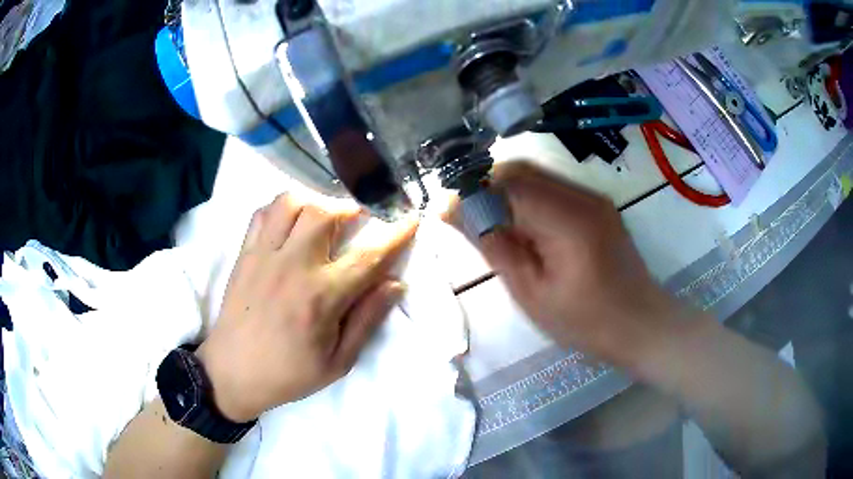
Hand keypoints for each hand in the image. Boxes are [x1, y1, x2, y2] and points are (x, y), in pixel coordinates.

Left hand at [197, 194, 417, 421]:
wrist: (232, 373)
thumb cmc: (288, 374)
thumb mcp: (337, 362)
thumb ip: (367, 320)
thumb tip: (396, 284)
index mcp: (321, 297)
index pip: (368, 256)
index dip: (395, 234)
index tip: (411, 218)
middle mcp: (292, 266)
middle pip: (324, 212)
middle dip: (351, 208)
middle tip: (359, 220)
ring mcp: (264, 255)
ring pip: (291, 202)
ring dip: (315, 202)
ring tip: (324, 217)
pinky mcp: (244, 254)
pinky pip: (262, 213)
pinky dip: (280, 208)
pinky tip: (290, 223)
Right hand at [447, 163, 678, 367]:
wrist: (641, 323)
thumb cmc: (585, 321)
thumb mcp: (531, 293)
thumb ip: (494, 246)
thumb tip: (454, 212)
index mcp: (567, 220)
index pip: (506, 184)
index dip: (472, 192)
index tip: (448, 213)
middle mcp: (582, 196)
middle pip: (521, 170)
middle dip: (486, 187)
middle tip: (469, 221)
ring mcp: (593, 197)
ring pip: (536, 175)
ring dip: (506, 193)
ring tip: (494, 228)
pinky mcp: (597, 204)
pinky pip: (553, 188)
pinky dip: (528, 199)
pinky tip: (524, 229)